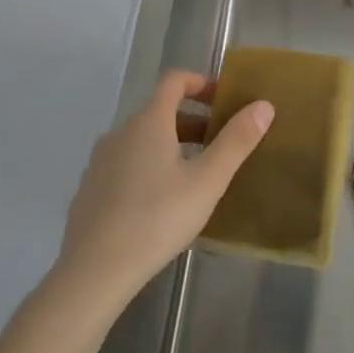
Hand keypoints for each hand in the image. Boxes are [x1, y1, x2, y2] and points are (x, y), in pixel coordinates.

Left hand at [56, 69, 272, 306]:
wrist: (93, 271)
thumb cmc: (157, 219)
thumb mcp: (207, 181)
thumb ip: (236, 142)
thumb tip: (263, 105)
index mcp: (149, 122)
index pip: (174, 81)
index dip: (200, 82)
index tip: (224, 99)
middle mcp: (120, 132)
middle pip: (159, 111)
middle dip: (192, 120)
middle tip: (219, 143)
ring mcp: (100, 161)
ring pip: (141, 140)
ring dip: (170, 144)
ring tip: (195, 174)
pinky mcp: (90, 189)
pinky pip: (125, 164)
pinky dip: (148, 166)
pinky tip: (161, 203)